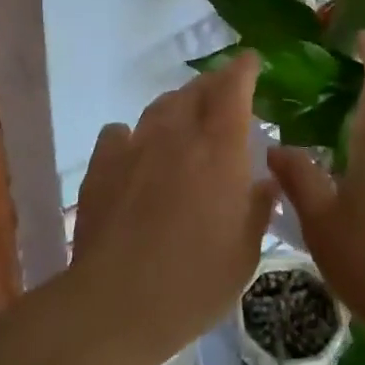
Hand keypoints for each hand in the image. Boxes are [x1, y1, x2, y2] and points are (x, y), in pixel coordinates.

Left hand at [70, 52, 276, 361]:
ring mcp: (135, 147)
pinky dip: (133, 135)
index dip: (243, 69)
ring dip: (177, 105)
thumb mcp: (245, 253)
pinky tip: (136, 151)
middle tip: (223, 91)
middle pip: (195, 91)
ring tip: (185, 117)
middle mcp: (177, 136)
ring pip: (159, 107)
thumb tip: (263, 181)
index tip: (250, 60)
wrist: (116, 303)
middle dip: (213, 83)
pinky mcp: (101, 166)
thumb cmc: (194, 282)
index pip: (233, 89)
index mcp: (219, 150)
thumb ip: (258, 208)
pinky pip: (119, 133)